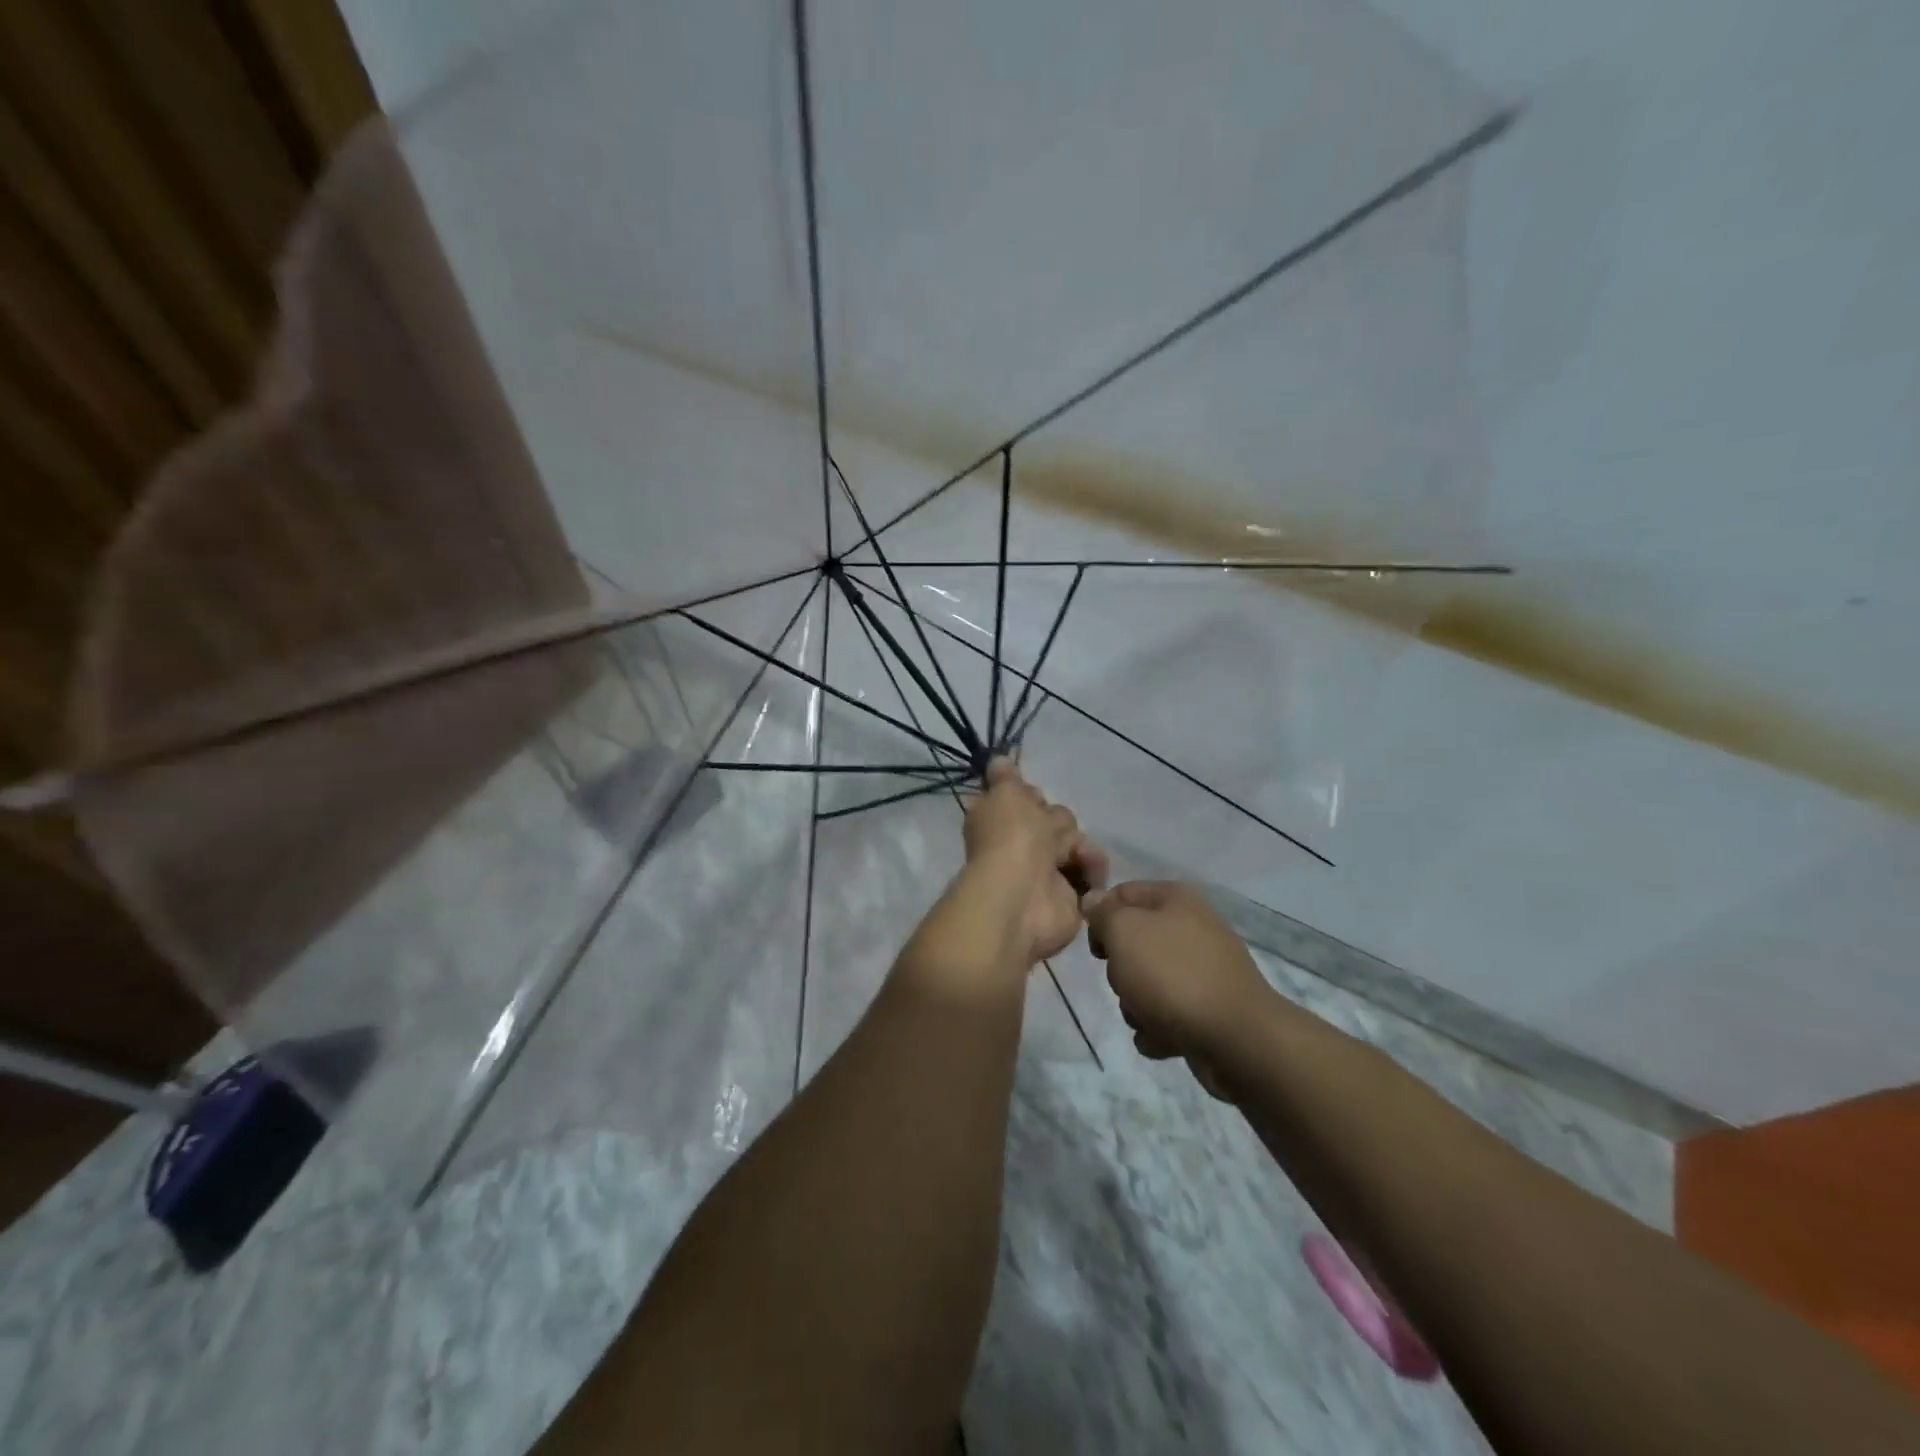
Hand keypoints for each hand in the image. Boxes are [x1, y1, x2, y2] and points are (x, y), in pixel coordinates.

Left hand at [962, 758, 1107, 964]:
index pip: (1020, 799)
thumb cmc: (1010, 838)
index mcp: (997, 820)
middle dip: (1057, 822)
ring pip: (1075, 841)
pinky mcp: (1070, 894)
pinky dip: (1092, 870)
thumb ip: (1005, 776)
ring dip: (1078, 846)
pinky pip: (1091, 870)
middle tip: (1049, 834)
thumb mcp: (1004, 794)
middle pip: (1054, 818)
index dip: (1028, 796)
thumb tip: (998, 759)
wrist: (1024, 898)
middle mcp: (1019, 844)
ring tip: (1073, 859)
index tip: (1030, 795)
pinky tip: (1088, 875)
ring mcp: (1044, 871)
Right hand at [1083, 881, 1272, 1093]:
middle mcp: (1192, 927)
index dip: (1099, 918)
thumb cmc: (1172, 975)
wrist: (1237, 1039)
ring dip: (1135, 1005)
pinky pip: (1166, 1013)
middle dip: (1120, 970)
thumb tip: (1093, 900)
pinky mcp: (1209, 1008)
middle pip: (1132, 942)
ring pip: (1145, 981)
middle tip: (1125, 982)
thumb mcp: (1124, 932)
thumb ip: (1103, 913)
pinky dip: (1159, 1028)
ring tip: (1147, 1017)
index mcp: (1175, 899)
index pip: (1120, 893)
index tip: (1096, 950)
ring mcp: (1203, 970)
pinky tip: (1165, 1038)